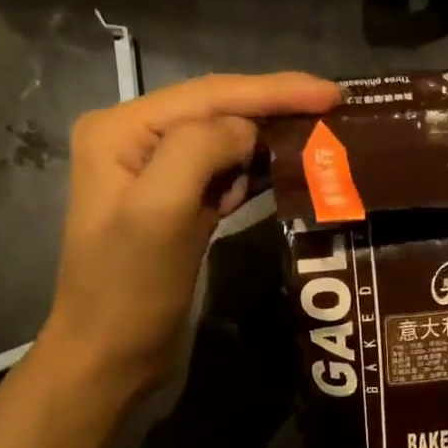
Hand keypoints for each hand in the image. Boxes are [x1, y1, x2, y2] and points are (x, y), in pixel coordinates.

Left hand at [43, 72, 337, 399]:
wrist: (109, 357)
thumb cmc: (129, 290)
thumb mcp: (158, 214)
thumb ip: (199, 151)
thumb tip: (248, 130)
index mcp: (122, 129)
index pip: (210, 94)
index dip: (274, 89)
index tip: (333, 93)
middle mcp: (136, 139)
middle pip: (219, 109)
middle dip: (276, 107)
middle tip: (338, 108)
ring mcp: (157, 172)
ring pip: (227, 139)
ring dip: (272, 136)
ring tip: (326, 132)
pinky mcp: (178, 202)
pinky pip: (225, 172)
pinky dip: (257, 169)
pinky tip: (290, 168)